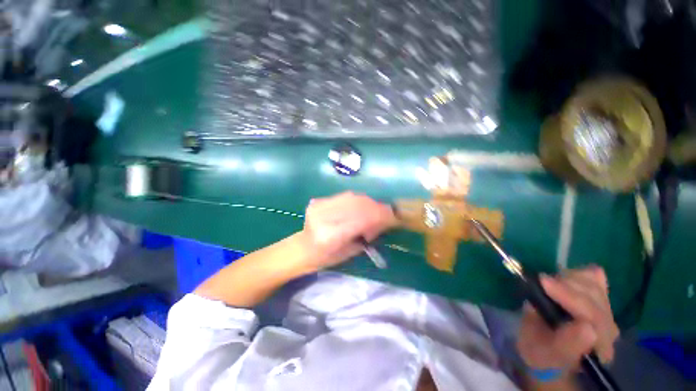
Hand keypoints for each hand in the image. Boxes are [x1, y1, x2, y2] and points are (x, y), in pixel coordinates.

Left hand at [299, 192, 396, 270]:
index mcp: (330, 236)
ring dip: (368, 202)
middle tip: (386, 212)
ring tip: (375, 209)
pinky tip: (361, 206)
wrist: (303, 248)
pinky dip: (357, 200)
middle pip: (357, 205)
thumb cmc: (327, 258)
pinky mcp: (319, 201)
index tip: (393, 216)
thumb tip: (383, 219)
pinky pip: (344, 196)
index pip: (361, 219)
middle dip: (376, 207)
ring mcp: (319, 207)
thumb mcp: (351, 252)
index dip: (380, 215)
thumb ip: (367, 234)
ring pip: (352, 197)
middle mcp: (324, 218)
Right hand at [517, 266, 619, 370]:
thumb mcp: (543, 353)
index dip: (569, 296)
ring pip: (594, 284)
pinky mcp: (600, 299)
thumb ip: (564, 344)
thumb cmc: (541, 352)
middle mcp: (610, 329)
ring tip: (548, 284)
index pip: (593, 316)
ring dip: (568, 279)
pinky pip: (595, 278)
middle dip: (565, 285)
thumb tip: (587, 328)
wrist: (548, 349)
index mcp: (598, 348)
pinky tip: (564, 280)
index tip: (543, 283)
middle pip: (594, 296)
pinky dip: (578, 274)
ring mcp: (607, 312)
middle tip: (540, 283)